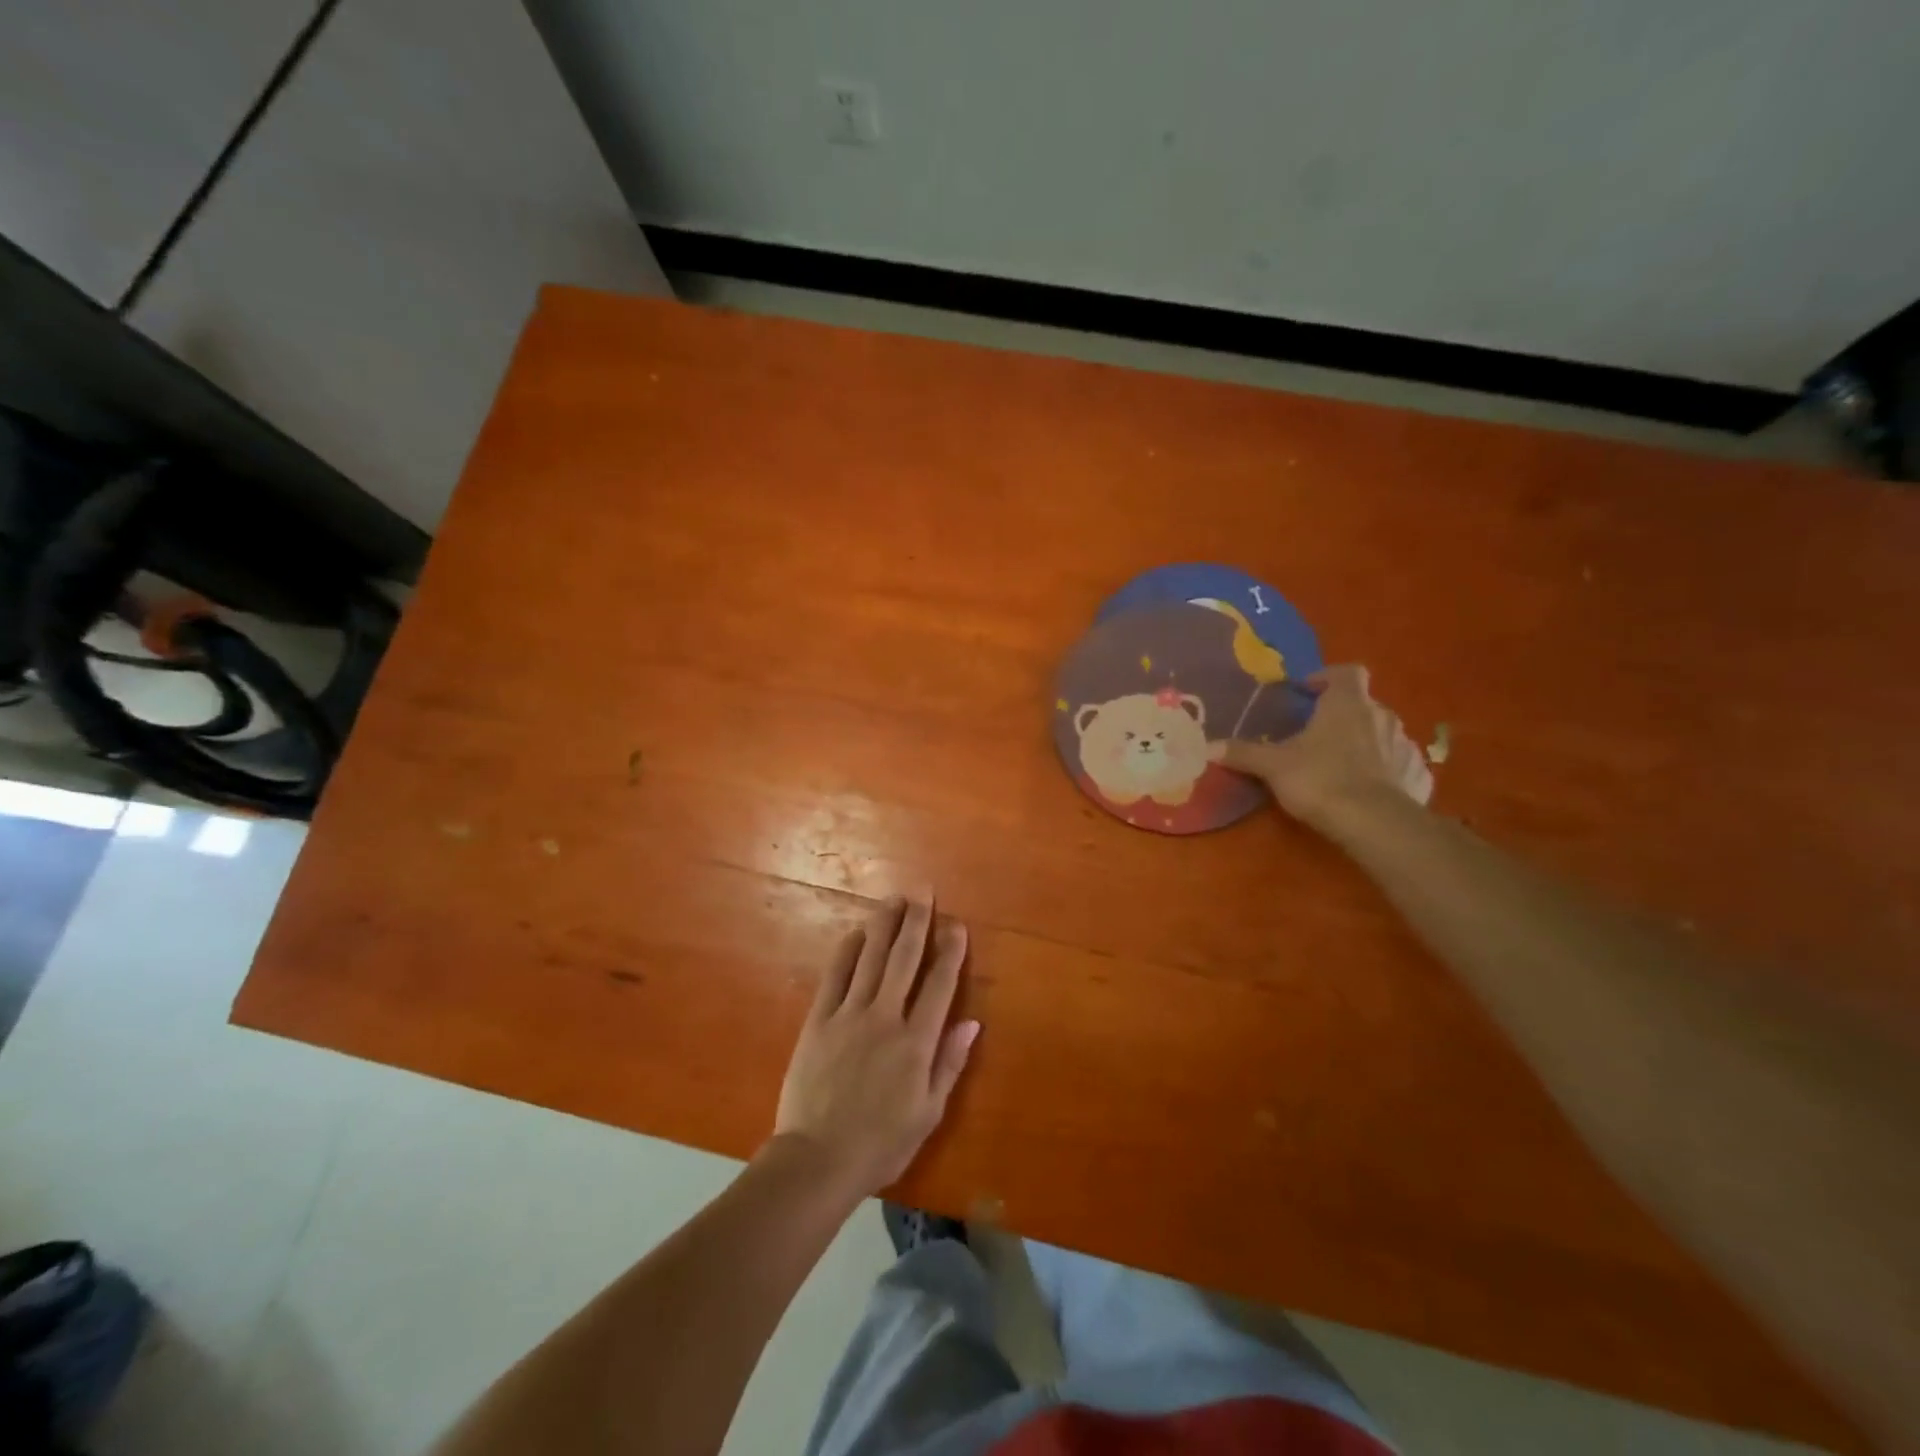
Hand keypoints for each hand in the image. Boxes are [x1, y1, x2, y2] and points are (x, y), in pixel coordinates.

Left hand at [772, 894, 978, 1198]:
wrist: (818, 1159)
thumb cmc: (881, 1143)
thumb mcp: (928, 1113)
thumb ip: (949, 1063)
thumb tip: (972, 1022)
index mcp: (916, 1042)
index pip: (939, 985)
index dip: (950, 952)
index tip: (956, 925)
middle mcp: (885, 1018)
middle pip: (905, 959)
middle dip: (917, 923)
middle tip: (923, 893)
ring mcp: (849, 1015)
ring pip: (871, 958)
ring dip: (884, 925)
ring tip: (894, 899)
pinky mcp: (819, 1020)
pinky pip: (835, 976)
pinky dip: (848, 951)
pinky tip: (856, 932)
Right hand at [1219, 664, 1432, 831]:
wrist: (1375, 823)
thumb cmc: (1320, 779)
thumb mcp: (1273, 766)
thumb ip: (1242, 753)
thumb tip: (1204, 746)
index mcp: (1347, 704)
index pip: (1346, 672)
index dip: (1327, 678)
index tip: (1308, 692)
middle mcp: (1381, 716)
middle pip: (1363, 704)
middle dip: (1342, 714)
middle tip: (1317, 735)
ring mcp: (1405, 745)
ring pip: (1383, 733)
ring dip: (1366, 741)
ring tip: (1341, 764)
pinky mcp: (1418, 775)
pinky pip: (1400, 764)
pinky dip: (1387, 770)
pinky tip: (1370, 789)